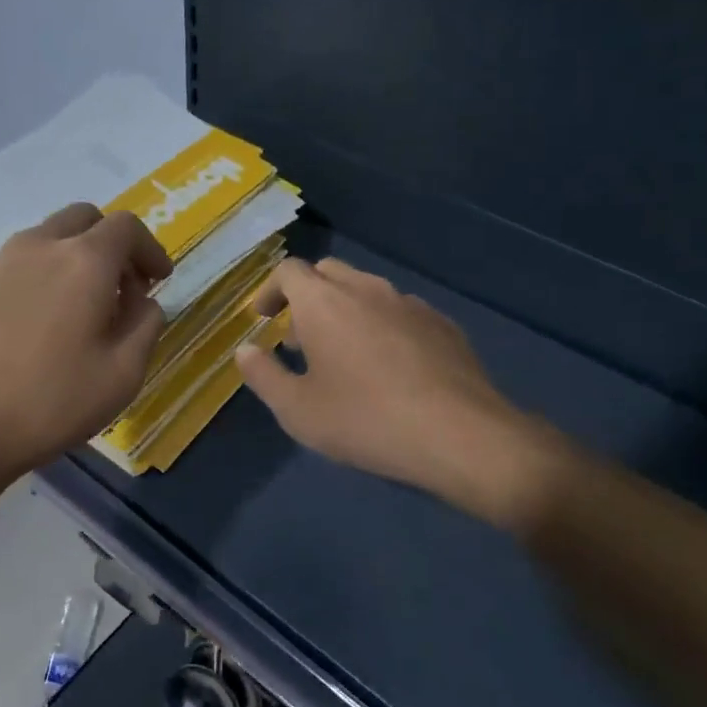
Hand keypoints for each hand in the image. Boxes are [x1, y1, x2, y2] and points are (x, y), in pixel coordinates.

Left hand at [0, 204, 172, 482]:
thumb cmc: (49, 403)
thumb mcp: (122, 375)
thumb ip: (145, 326)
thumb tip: (142, 302)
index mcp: (84, 261)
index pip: (127, 227)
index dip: (150, 249)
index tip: (158, 280)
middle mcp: (39, 246)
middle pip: (84, 219)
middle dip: (111, 245)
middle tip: (120, 288)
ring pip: (46, 239)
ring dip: (73, 259)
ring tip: (76, 309)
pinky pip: (16, 264)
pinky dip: (39, 276)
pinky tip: (34, 324)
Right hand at [234, 258, 560, 528]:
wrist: (461, 435)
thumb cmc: (365, 420)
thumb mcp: (297, 410)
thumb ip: (263, 375)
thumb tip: (245, 350)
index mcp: (324, 302)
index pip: (289, 271)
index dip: (270, 291)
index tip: (264, 319)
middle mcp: (366, 289)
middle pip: (328, 273)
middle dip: (306, 297)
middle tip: (298, 338)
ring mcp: (410, 303)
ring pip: (366, 290)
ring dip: (344, 310)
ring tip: (342, 354)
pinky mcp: (443, 324)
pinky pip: (399, 311)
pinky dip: (380, 325)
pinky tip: (388, 366)